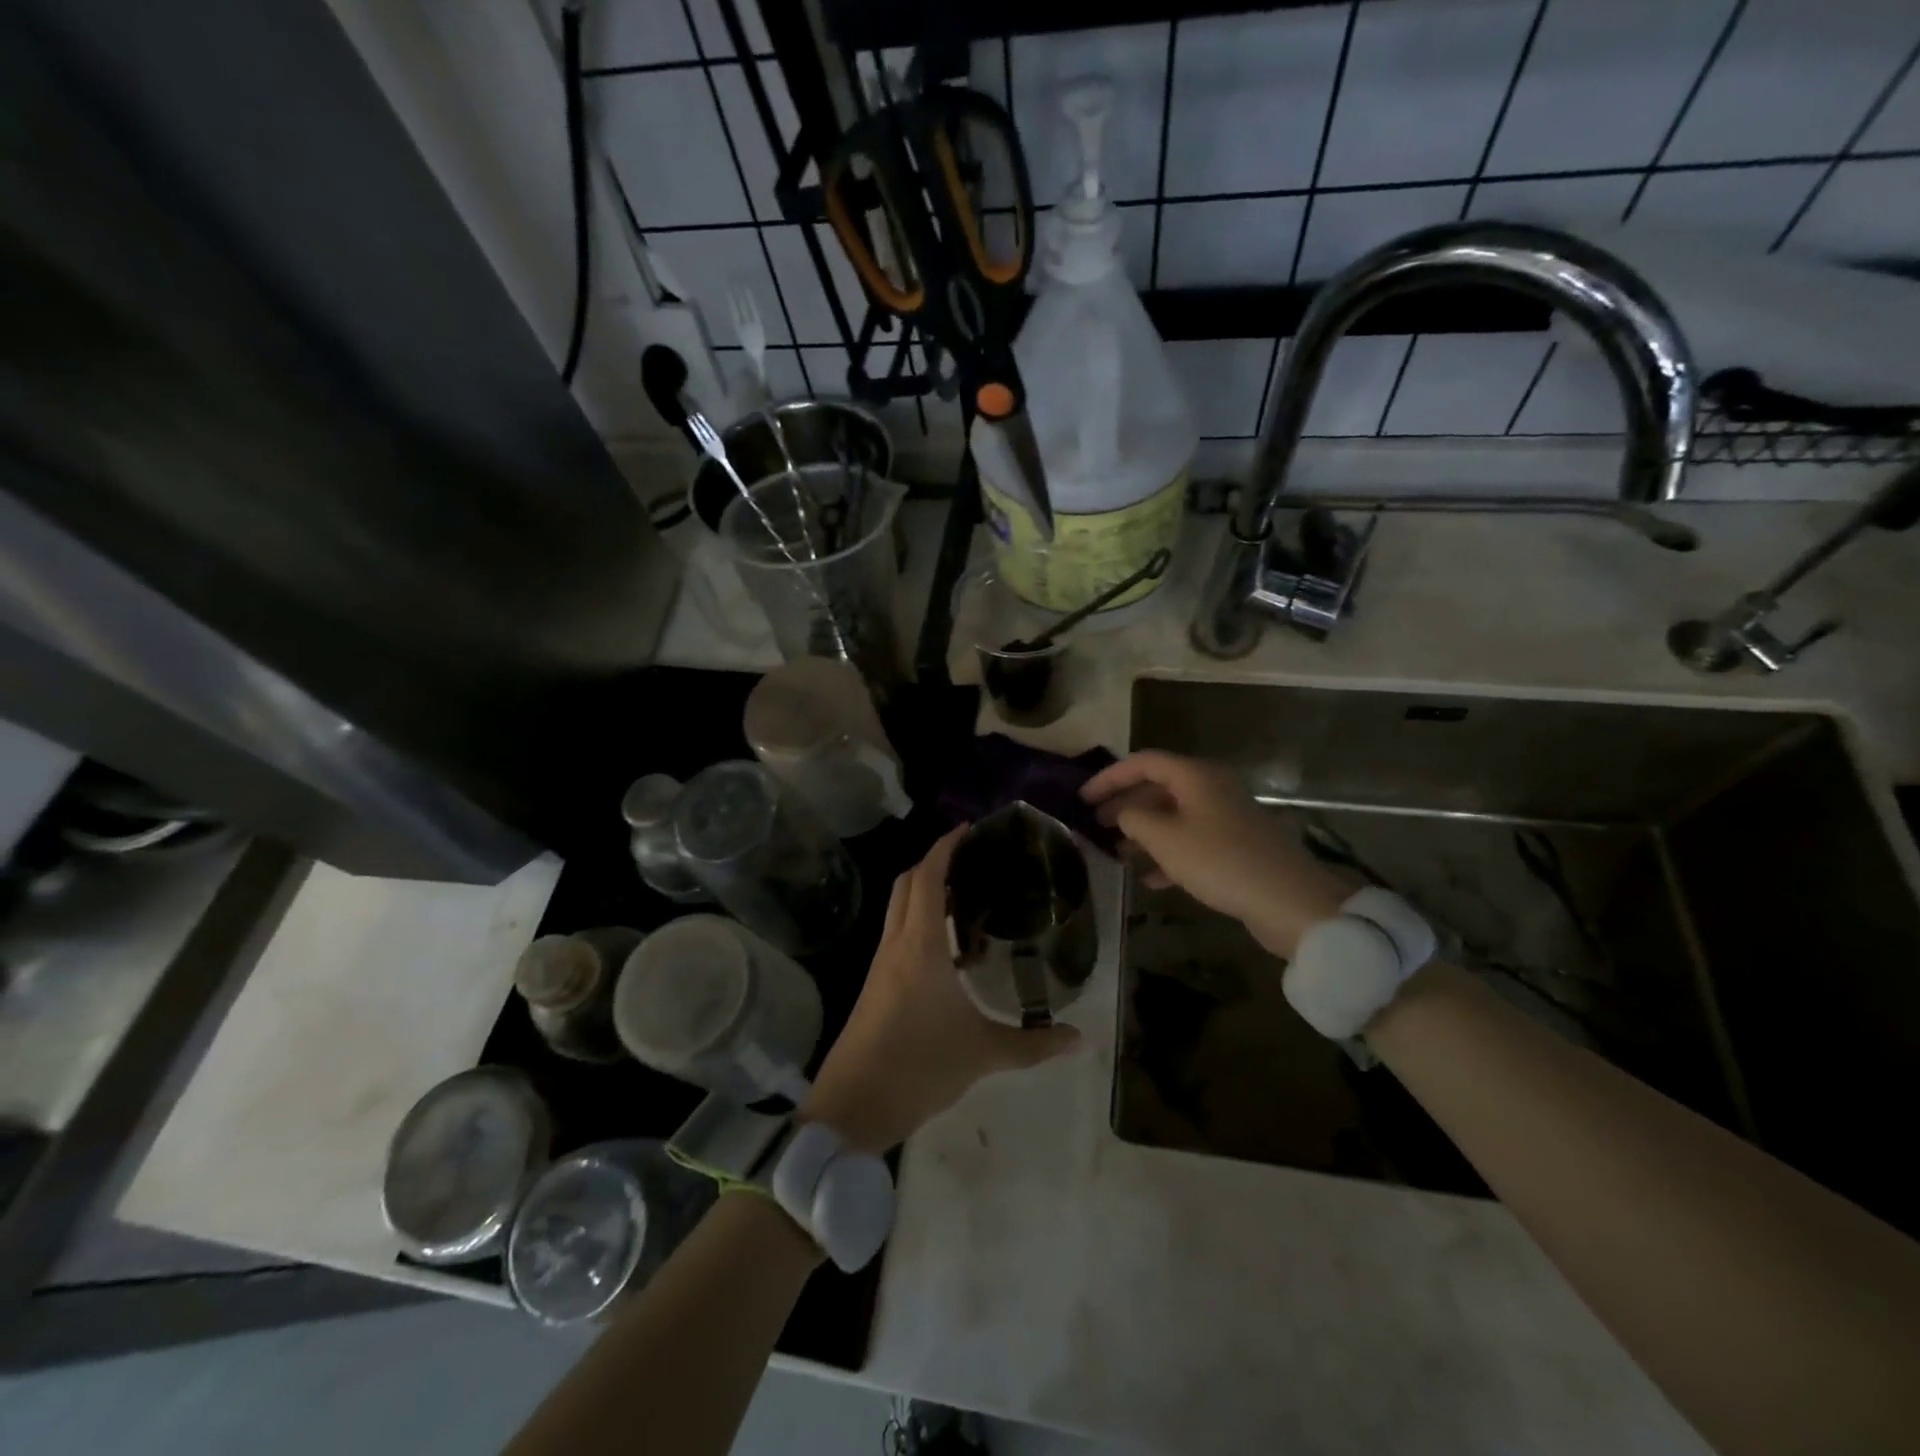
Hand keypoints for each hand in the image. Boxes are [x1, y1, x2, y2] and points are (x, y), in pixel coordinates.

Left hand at [801, 826, 1079, 1153]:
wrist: (853, 1106)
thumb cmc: (919, 1067)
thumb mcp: (983, 1054)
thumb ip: (1033, 1044)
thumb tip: (1080, 1039)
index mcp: (920, 946)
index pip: (926, 878)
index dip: (944, 847)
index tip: (968, 830)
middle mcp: (895, 944)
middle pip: (906, 884)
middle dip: (933, 862)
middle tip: (971, 860)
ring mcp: (880, 964)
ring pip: (897, 908)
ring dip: (923, 892)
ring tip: (964, 897)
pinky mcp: (874, 984)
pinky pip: (896, 933)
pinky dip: (917, 921)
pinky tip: (945, 947)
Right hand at [1080, 750, 1348, 959]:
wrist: (1289, 901)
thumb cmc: (1220, 861)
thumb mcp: (1165, 838)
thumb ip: (1133, 818)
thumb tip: (1123, 813)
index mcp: (1195, 776)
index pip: (1143, 762)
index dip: (1109, 777)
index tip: (1082, 798)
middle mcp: (1211, 789)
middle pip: (1158, 788)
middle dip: (1125, 805)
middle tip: (1095, 824)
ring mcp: (1225, 819)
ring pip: (1173, 817)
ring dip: (1143, 832)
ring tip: (1117, 853)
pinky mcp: (1235, 847)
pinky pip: (1191, 842)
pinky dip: (1167, 854)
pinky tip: (1150, 879)